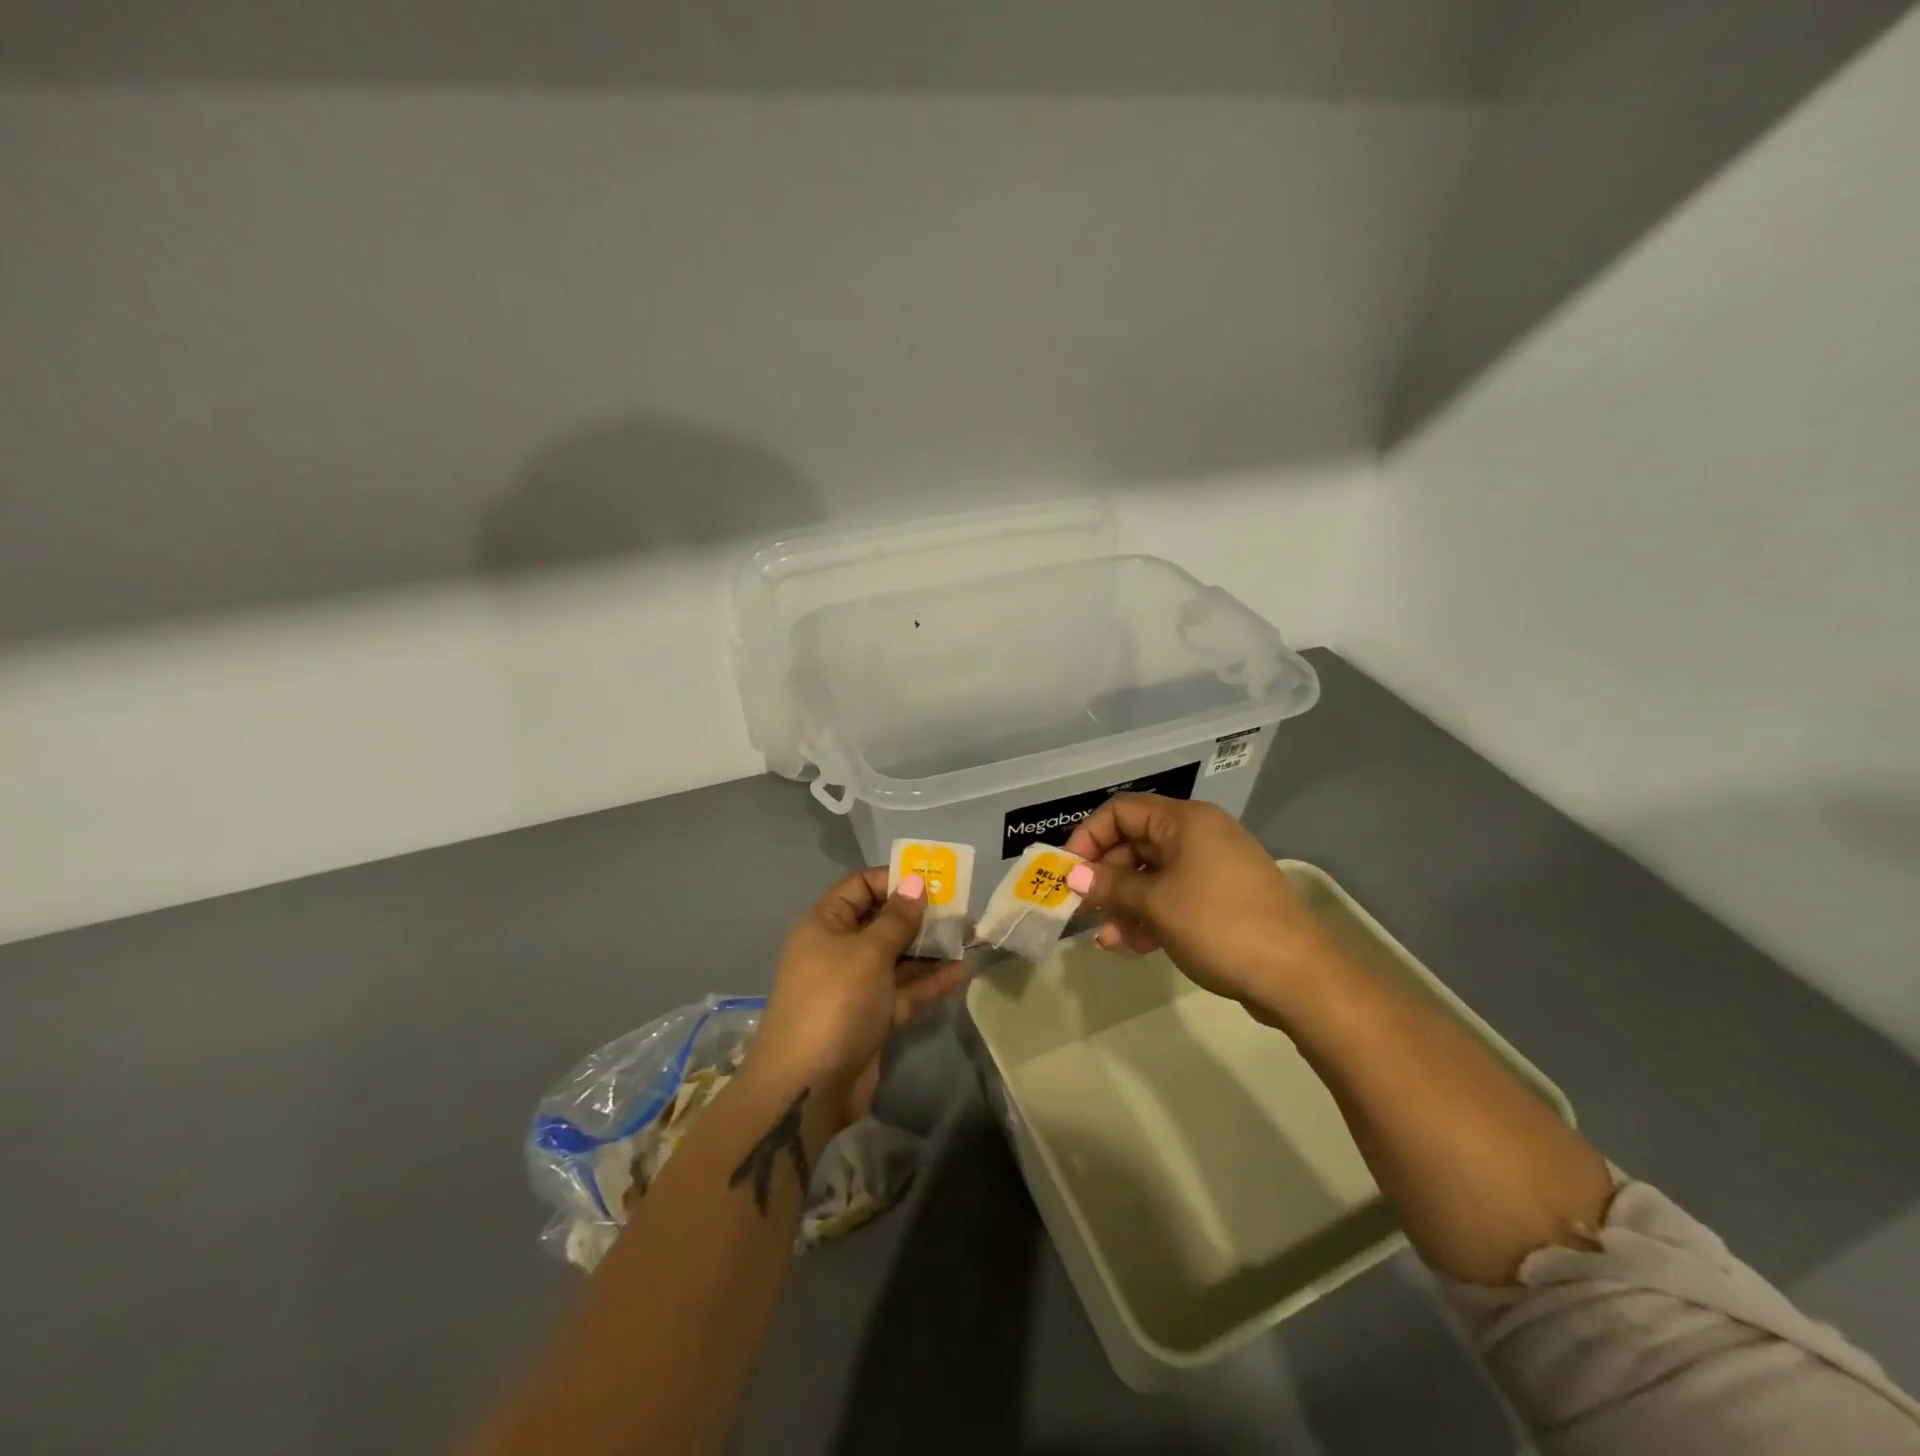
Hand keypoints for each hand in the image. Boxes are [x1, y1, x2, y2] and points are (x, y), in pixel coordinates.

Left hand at [751, 867, 968, 1127]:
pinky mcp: (873, 1018)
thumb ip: (897, 918)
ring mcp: (856, 987)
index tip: (933, 880)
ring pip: (897, 958)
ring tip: (970, 936)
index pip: (860, 887)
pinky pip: (904, 991)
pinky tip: (961, 970)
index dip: (894, 879)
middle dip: (920, 914)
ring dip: (930, 948)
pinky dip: (929, 981)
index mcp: (825, 925)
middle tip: (961, 908)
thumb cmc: (835, 1001)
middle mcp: (838, 951)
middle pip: (882, 922)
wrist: (808, 1087)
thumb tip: (915, 882)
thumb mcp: (868, 952)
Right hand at [1064, 794, 1338, 1022]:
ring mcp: (1213, 868)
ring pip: (1152, 875)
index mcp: (1185, 821)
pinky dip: (1149, 916)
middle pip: (1135, 843)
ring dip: (1124, 903)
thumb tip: (1072, 877)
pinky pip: (1173, 897)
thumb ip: (1109, 886)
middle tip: (1080, 909)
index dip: (1087, 838)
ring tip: (1105, 938)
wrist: (1299, 976)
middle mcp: (1199, 835)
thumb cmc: (1219, 925)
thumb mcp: (1155, 904)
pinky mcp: (1222, 900)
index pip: (1120, 812)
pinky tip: (1130, 946)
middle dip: (1104, 877)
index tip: (1067, 874)